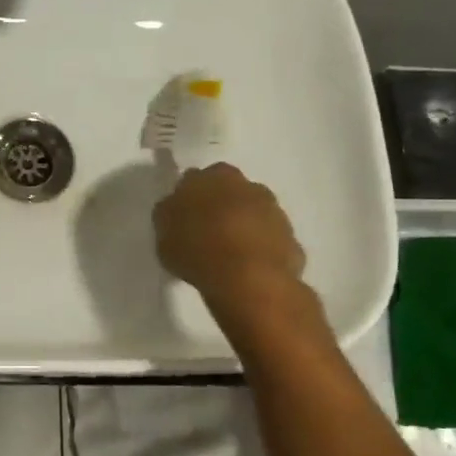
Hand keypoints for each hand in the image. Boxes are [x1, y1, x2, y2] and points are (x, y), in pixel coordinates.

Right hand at [153, 163, 310, 317]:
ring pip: (253, 214)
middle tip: (205, 232)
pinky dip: (259, 249)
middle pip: (230, 192)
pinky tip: (247, 269)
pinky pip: (269, 240)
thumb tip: (175, 207)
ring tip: (226, 254)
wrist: (248, 279)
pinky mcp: (292, 238)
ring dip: (243, 226)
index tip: (183, 216)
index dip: (190, 197)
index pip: (197, 179)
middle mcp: (247, 185)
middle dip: (220, 207)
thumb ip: (170, 214)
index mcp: (213, 176)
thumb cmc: (197, 249)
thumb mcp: (163, 232)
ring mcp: (274, 211)